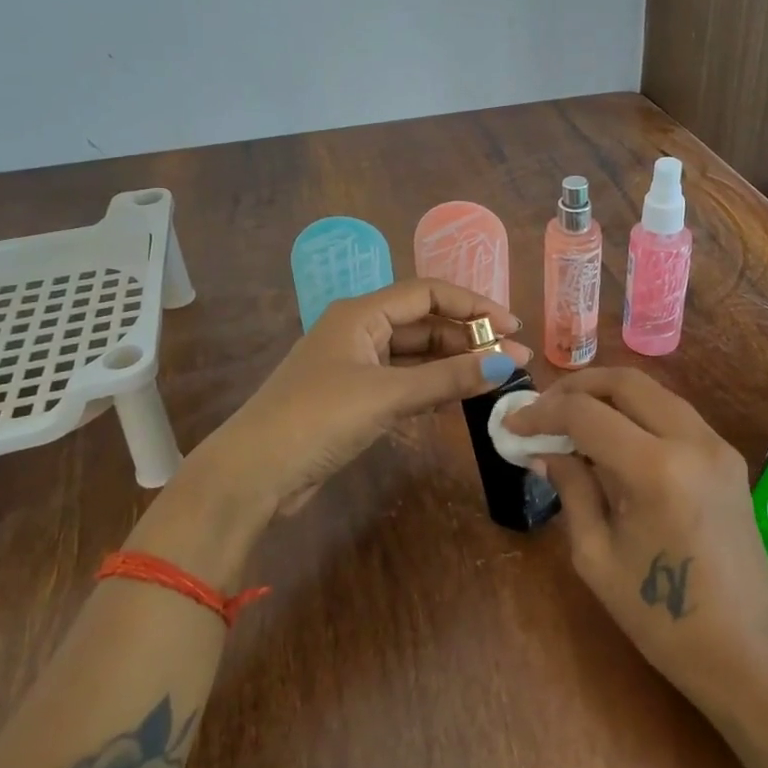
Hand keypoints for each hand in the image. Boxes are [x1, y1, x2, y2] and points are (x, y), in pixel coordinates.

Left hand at [200, 279, 530, 517]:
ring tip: (497, 375)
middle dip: (469, 337)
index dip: (473, 305)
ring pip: (417, 353)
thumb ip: (448, 379)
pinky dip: (434, 385)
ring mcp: (357, 365)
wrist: (253, 474)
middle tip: (513, 358)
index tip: (512, 326)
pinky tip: (462, 395)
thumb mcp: (387, 395)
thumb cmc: (317, 419)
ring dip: (455, 362)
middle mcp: (361, 330)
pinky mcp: (356, 397)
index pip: (428, 293)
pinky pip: (406, 380)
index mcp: (361, 313)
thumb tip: (508, 363)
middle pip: (426, 322)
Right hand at [503, 368, 767, 714]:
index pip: (586, 415)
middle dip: (576, 387)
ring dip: (608, 394)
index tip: (513, 424)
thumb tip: (545, 450)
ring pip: (653, 390)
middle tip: (543, 409)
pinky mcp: (728, 455)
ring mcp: (717, 444)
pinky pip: (674, 413)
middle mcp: (691, 441)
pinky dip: (638, 412)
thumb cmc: (662, 619)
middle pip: (625, 381)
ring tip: (572, 418)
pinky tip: (613, 437)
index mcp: (656, 469)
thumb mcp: (597, 557)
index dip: (542, 414)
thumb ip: (571, 489)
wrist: (748, 651)